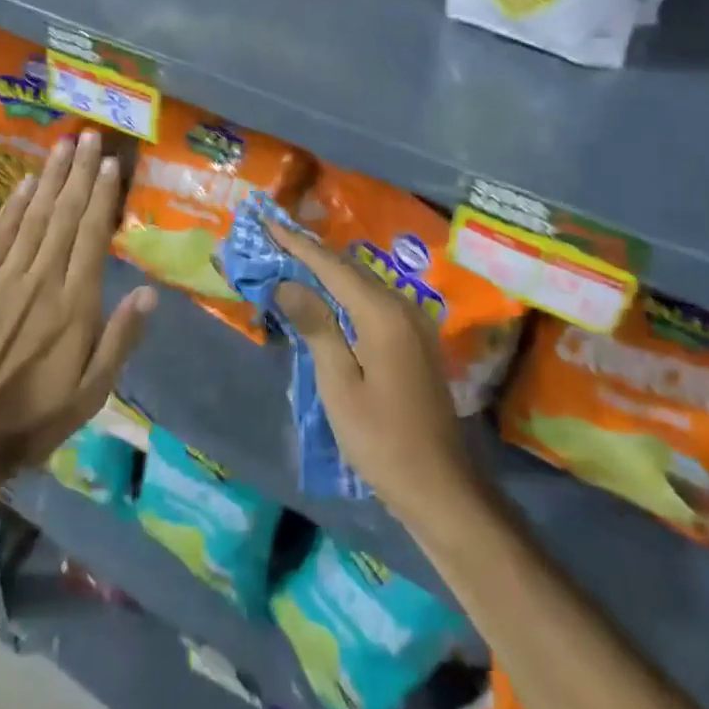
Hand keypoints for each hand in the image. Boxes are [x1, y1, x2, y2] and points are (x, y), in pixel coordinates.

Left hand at [0, 130, 156, 482]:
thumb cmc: (33, 418)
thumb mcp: (91, 392)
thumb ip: (120, 338)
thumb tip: (149, 292)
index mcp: (74, 304)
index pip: (93, 236)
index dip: (103, 196)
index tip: (111, 164)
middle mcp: (42, 279)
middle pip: (65, 215)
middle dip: (79, 173)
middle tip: (89, 136)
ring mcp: (4, 278)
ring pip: (34, 216)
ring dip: (50, 178)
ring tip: (63, 146)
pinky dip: (12, 206)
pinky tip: (24, 184)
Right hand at [269, 225, 480, 530]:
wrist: (440, 487)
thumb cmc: (382, 440)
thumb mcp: (339, 385)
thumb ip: (316, 326)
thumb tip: (288, 282)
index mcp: (383, 313)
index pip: (331, 266)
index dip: (297, 244)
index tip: (268, 221)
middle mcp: (403, 306)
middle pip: (349, 268)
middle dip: (310, 253)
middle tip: (274, 239)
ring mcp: (414, 323)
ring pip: (363, 283)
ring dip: (327, 272)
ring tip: (292, 261)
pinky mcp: (415, 340)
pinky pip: (374, 301)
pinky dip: (345, 293)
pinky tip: (326, 298)